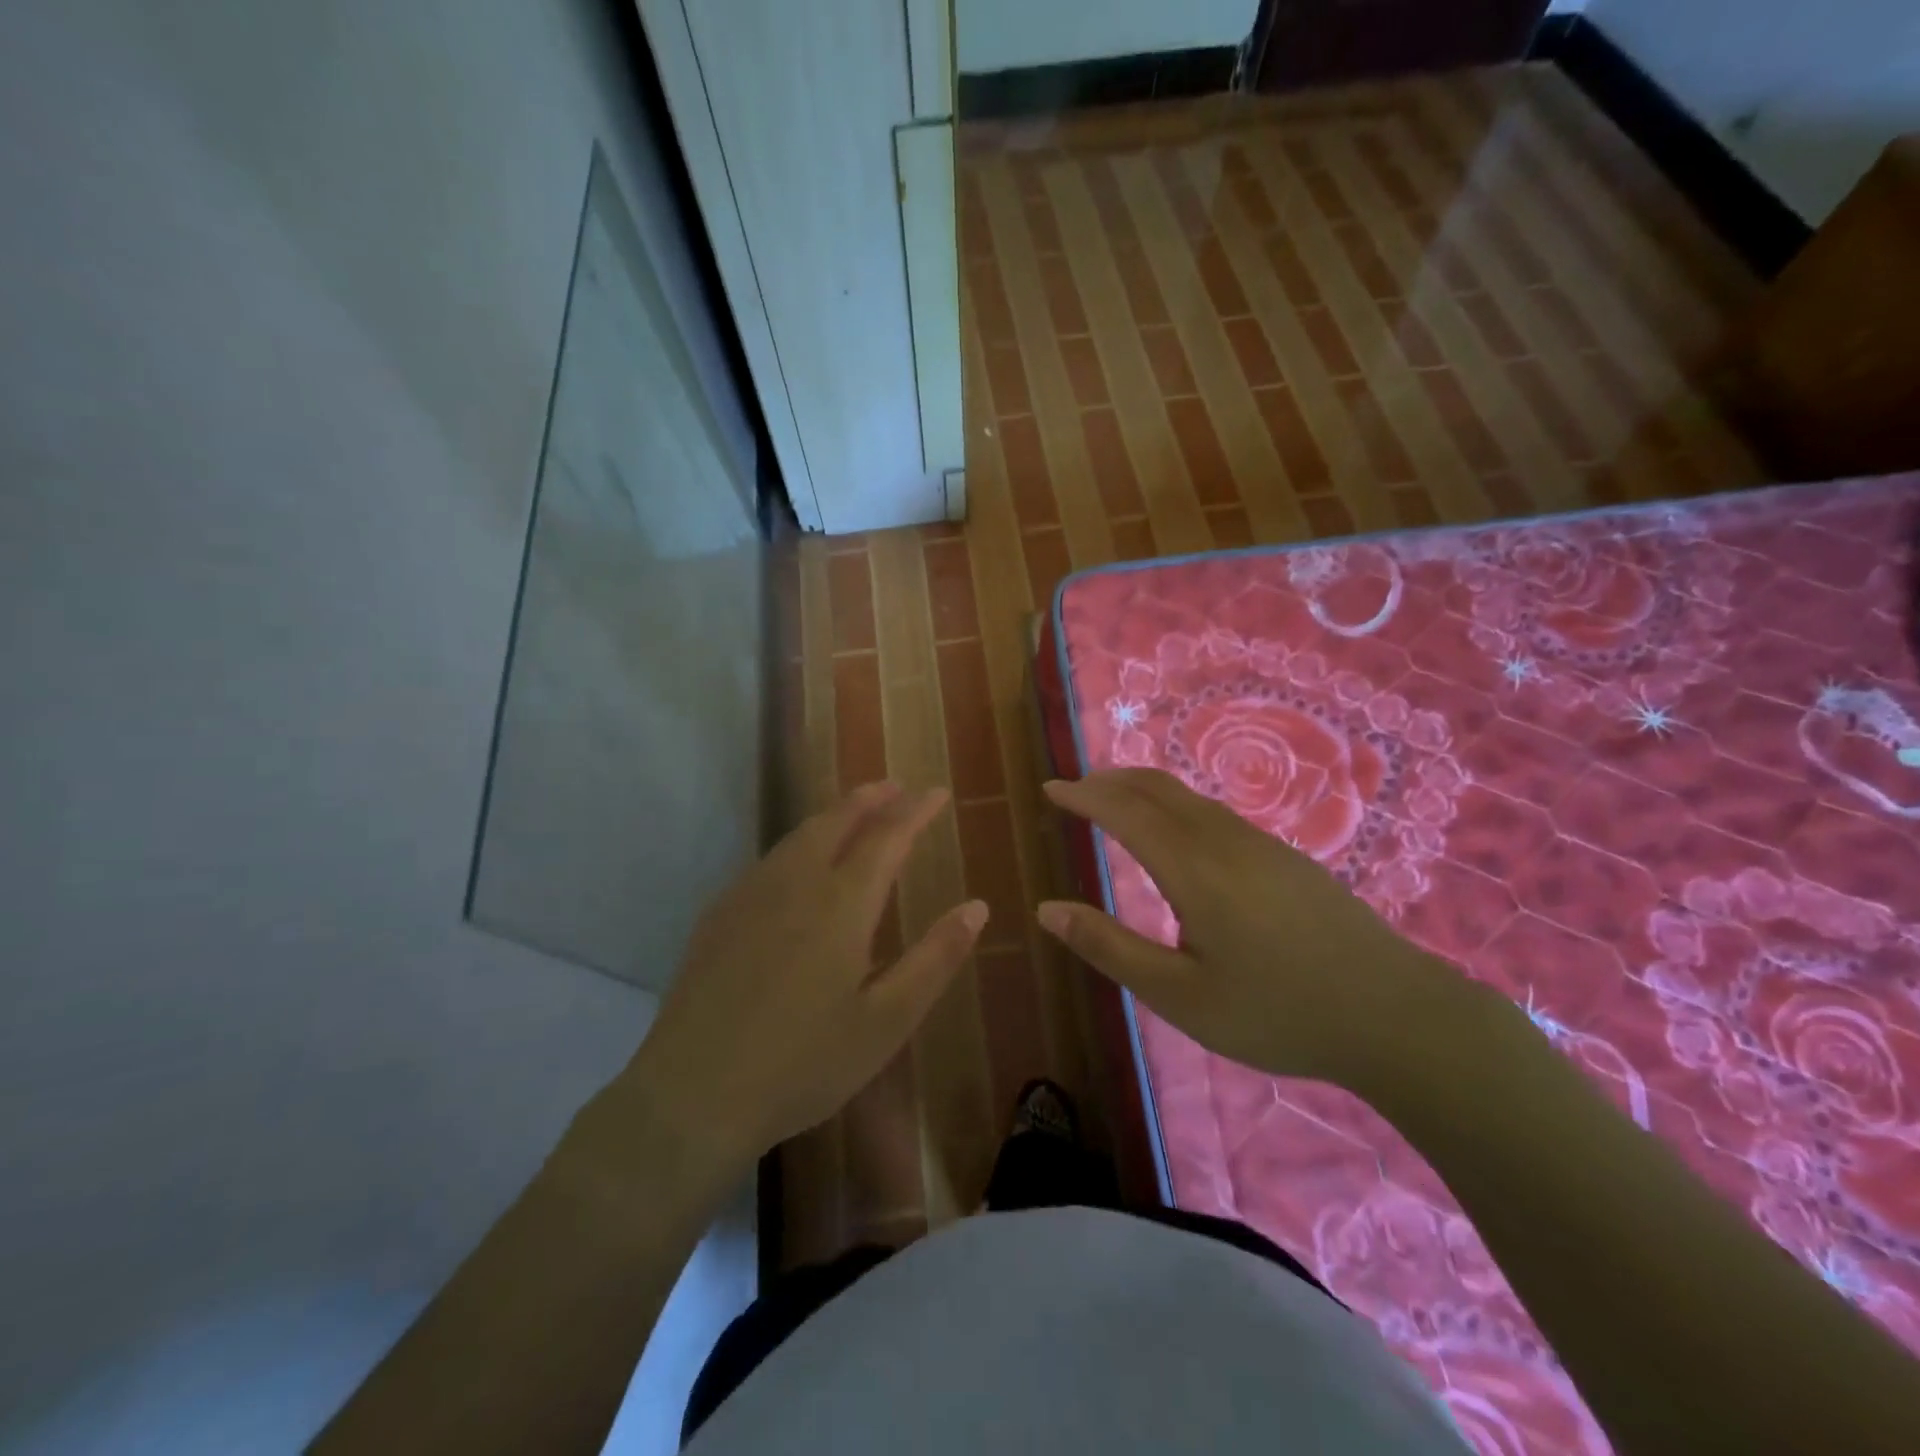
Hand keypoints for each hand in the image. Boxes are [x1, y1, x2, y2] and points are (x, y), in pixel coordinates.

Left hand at [624, 783, 986, 1174]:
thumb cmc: (803, 1064)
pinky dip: (798, 843)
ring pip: (798, 836)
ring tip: (854, 813)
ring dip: (833, 816)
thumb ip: (935, 959)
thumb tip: (977, 907)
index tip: (937, 793)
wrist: (692, 1095)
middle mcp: (795, 883)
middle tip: (895, 788)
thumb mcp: (886, 1022)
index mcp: (841, 904)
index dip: (915, 811)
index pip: (887, 837)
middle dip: (870, 798)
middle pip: (836, 821)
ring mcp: (749, 895)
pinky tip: (798, 865)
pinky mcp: (718, 915)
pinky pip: (769, 860)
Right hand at [1037, 769, 1466, 1091]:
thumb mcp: (1179, 995)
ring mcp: (1262, 845)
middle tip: (1075, 786)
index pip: (1125, 812)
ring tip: (1115, 801)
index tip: (1050, 788)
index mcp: (1194, 869)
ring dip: (1144, 789)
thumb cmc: (1277, 1012)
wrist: (1396, 1016)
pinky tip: (1178, 833)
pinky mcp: (1287, 858)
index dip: (1083, 796)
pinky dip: (1176, 805)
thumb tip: (1047, 910)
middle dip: (1110, 779)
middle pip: (1158, 789)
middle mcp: (1225, 841)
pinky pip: (1215, 813)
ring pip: (1190, 798)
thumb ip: (1109, 948)